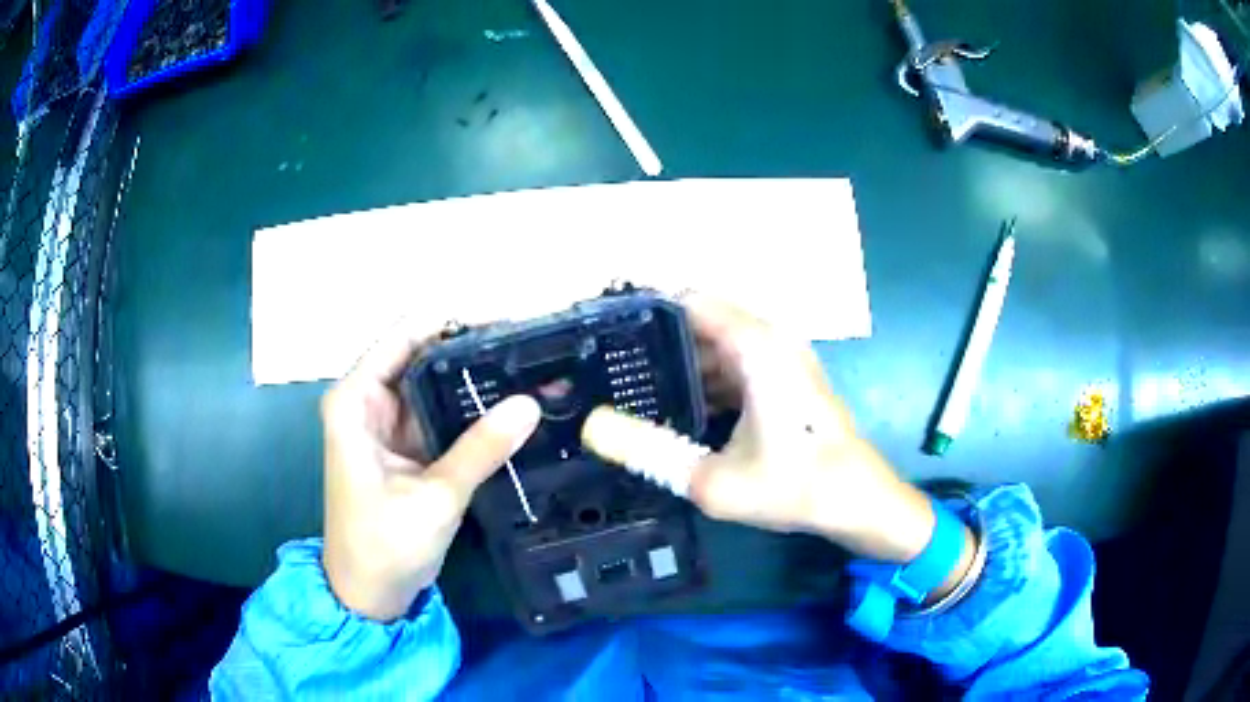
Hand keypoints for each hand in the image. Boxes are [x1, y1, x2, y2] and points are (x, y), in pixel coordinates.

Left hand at [321, 323, 540, 621]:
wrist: (370, 594)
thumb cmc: (382, 545)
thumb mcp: (433, 497)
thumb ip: (480, 449)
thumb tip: (530, 403)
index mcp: (356, 399)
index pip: (405, 334)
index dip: (453, 320)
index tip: (507, 319)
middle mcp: (370, 400)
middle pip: (424, 353)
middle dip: (474, 347)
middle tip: (531, 346)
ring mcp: (391, 423)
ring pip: (438, 383)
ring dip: (477, 379)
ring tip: (532, 368)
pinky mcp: (409, 445)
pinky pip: (444, 414)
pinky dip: (473, 410)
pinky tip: (512, 405)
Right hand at [584, 294, 959, 567]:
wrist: (857, 500)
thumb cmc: (795, 487)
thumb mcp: (712, 480)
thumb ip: (647, 450)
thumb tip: (590, 426)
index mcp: (755, 344)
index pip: (686, 299)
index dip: (643, 310)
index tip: (603, 333)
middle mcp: (768, 337)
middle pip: (698, 319)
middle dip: (653, 340)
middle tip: (607, 368)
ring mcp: (779, 355)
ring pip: (714, 342)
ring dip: (677, 362)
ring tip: (631, 388)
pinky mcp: (784, 375)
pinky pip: (732, 361)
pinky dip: (702, 377)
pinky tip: (674, 408)